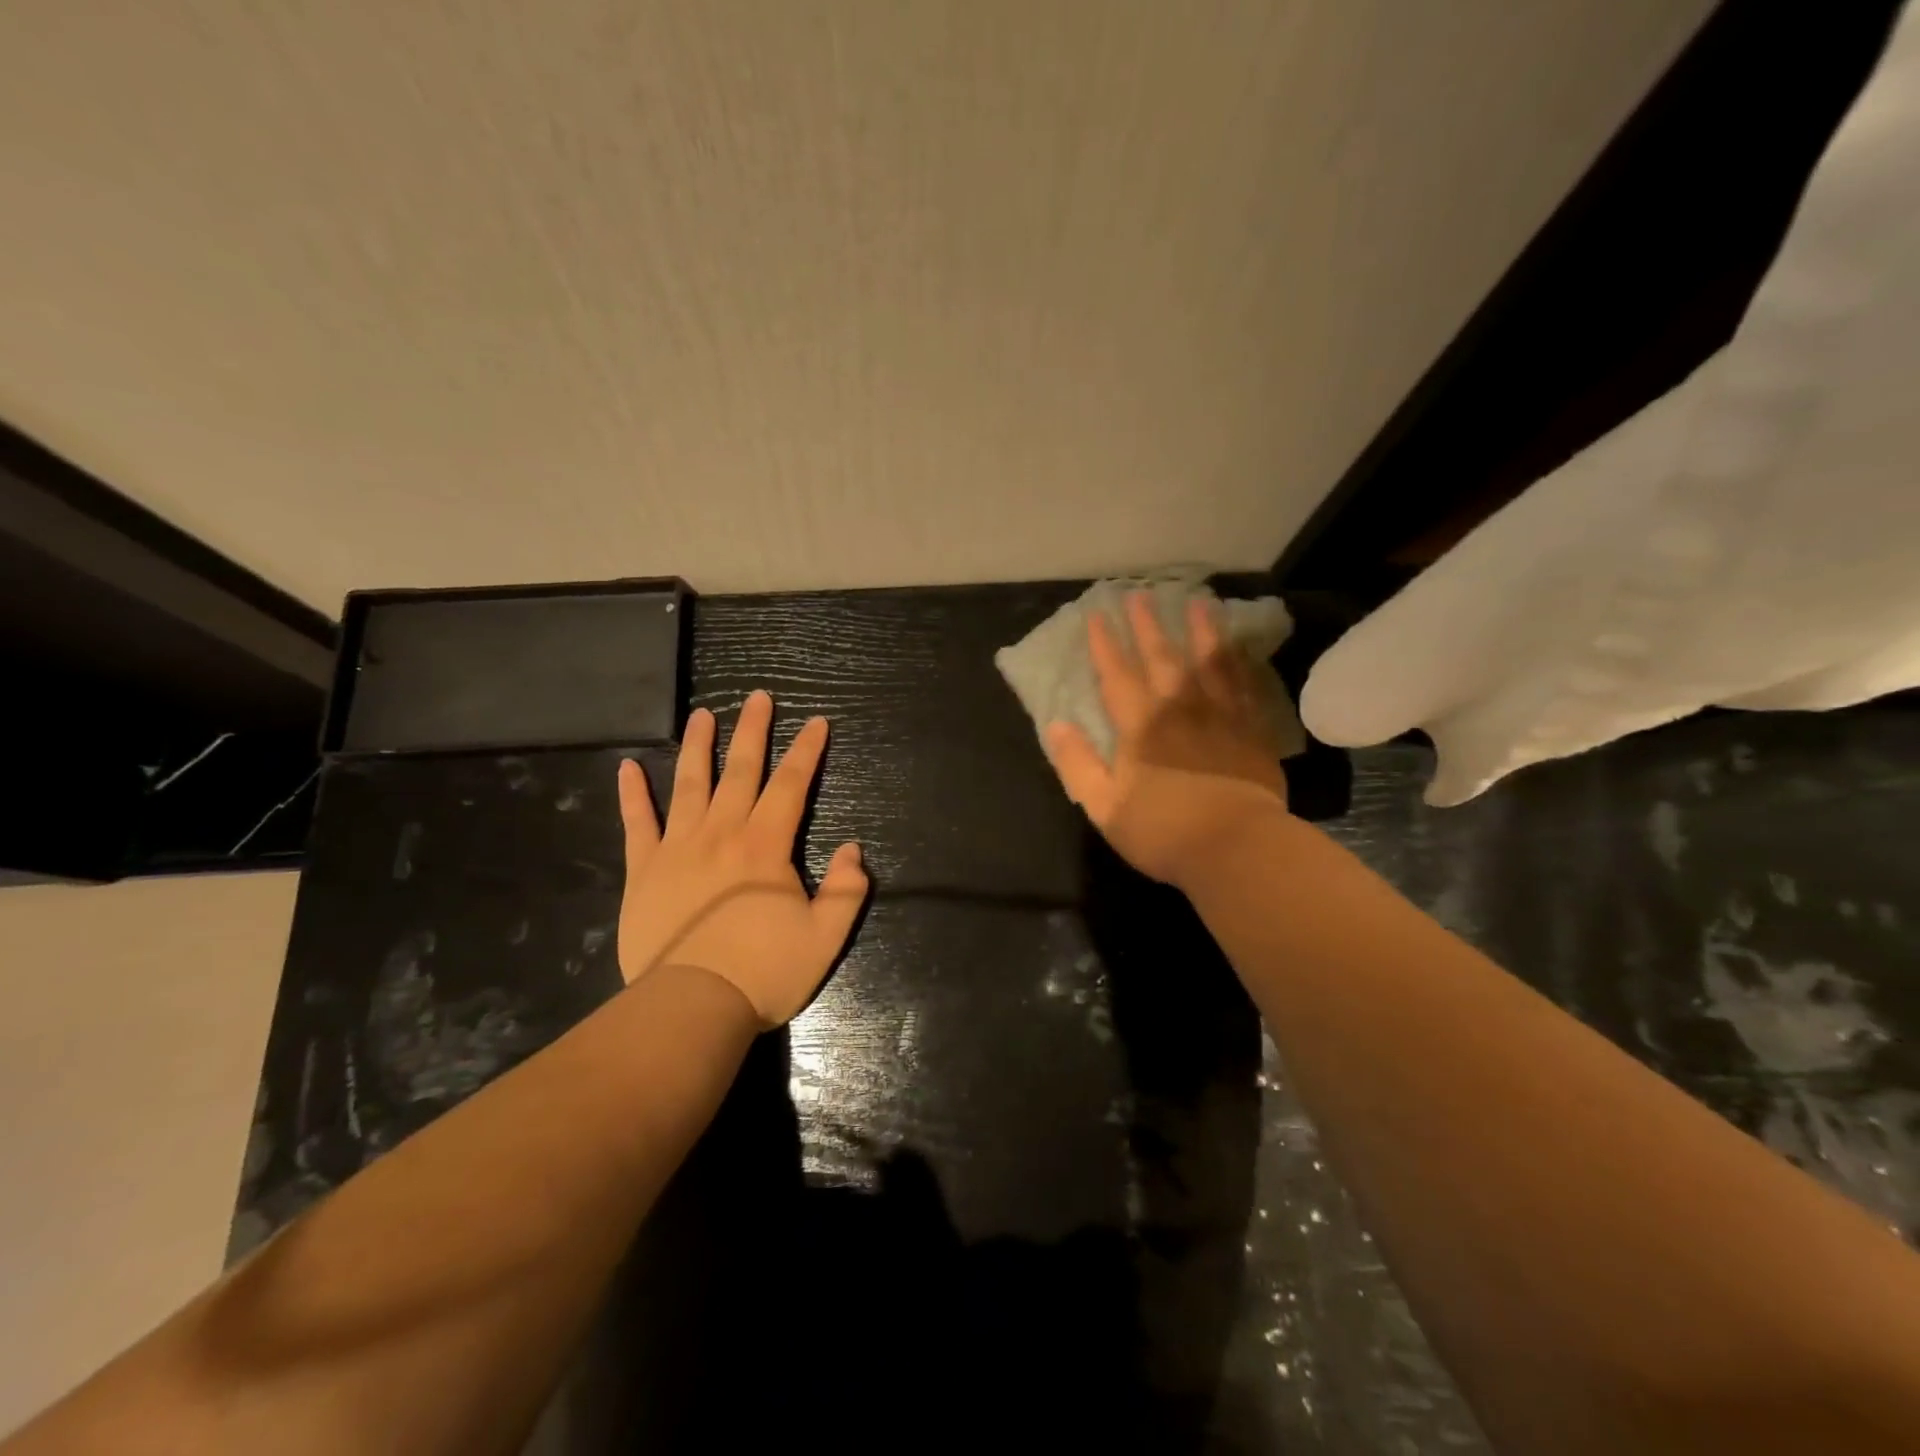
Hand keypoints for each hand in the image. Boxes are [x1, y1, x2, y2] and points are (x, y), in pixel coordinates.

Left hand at [615, 690, 867, 1026]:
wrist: (691, 1007)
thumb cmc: (763, 972)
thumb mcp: (825, 936)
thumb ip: (847, 890)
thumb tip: (853, 849)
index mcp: (766, 846)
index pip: (792, 785)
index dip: (806, 751)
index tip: (816, 722)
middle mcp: (722, 833)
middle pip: (740, 770)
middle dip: (753, 731)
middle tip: (758, 697)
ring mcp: (678, 848)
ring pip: (689, 784)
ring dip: (698, 746)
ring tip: (702, 715)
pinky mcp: (644, 870)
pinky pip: (637, 823)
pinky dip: (632, 794)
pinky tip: (628, 767)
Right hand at [1045, 590, 1288, 889]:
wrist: (1237, 848)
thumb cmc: (1163, 831)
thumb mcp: (1104, 807)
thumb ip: (1078, 765)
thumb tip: (1057, 726)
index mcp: (1141, 728)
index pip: (1118, 677)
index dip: (1105, 646)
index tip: (1097, 616)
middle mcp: (1180, 710)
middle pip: (1162, 659)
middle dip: (1148, 626)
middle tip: (1141, 594)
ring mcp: (1221, 718)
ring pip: (1209, 663)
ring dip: (1201, 631)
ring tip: (1197, 602)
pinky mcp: (1252, 733)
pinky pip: (1244, 686)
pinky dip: (1238, 663)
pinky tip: (1237, 648)